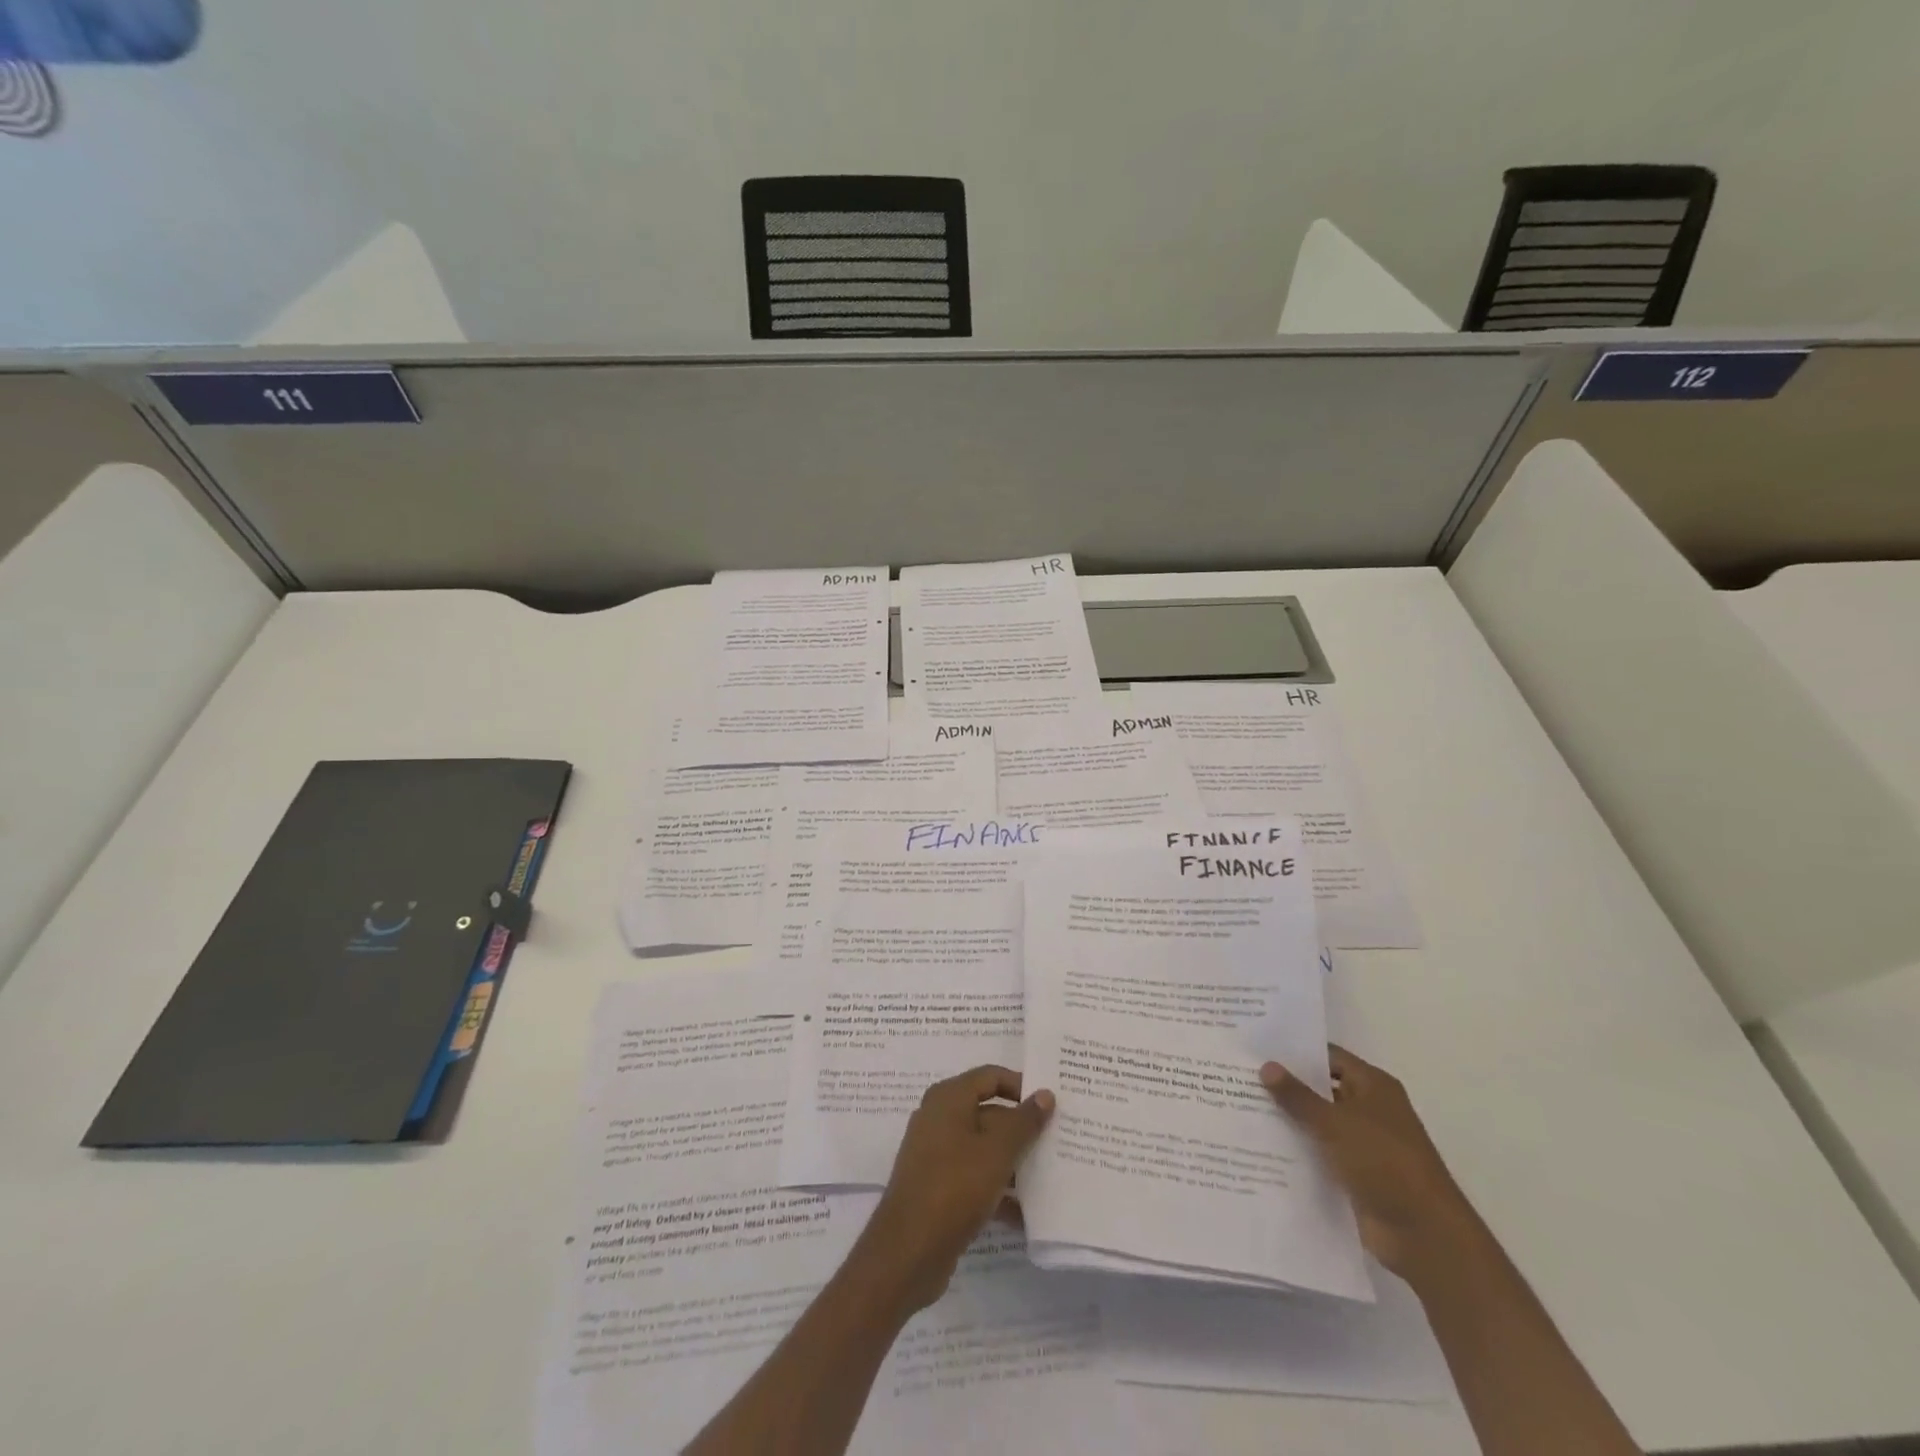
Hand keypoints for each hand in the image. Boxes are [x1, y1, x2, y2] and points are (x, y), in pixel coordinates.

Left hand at [854, 1066, 1053, 1312]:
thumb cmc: (954, 1186)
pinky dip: (998, 1190)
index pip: (991, 1076)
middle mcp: (939, 1119)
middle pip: (989, 1113)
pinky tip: (1026, 1214)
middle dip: (1022, 1128)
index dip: (1021, 1086)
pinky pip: (974, 1178)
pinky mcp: (938, 1188)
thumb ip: (1024, 1121)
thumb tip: (1045, 1093)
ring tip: (1051, 1176)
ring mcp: (936, 1155)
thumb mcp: (997, 1151)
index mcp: (948, 1098)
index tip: (1051, 1105)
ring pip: (984, 1149)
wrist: (907, 1252)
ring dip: (1014, 1162)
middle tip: (1057, 1141)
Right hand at [1261, 1046, 1480, 1282]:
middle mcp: (1369, 1109)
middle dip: (1286, 1085)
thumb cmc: (1384, 1162)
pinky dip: (1297, 1149)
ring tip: (1242, 1107)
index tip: (1257, 1047)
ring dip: (1289, 1119)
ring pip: (1318, 1122)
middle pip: (1321, 1089)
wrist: (1423, 1234)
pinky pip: (1319, 1152)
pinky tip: (1261, 1145)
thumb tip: (1266, 1066)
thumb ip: (1298, 1096)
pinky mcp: (1354, 1173)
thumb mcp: (1335, 1123)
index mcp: (1373, 1086)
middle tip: (1240, 1076)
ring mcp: (1363, 1143)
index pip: (1328, 1057)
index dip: (1295, 1052)